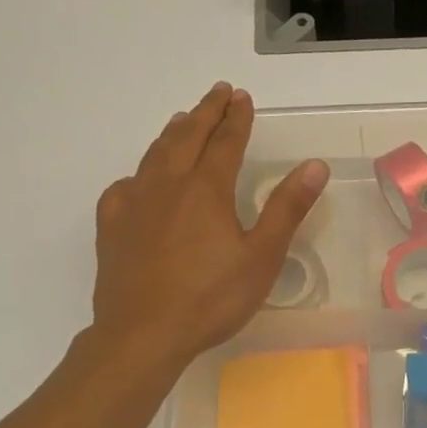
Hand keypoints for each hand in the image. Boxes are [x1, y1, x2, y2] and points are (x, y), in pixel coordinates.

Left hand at [90, 83, 328, 371]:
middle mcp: (168, 185)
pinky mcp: (111, 227)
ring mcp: (134, 203)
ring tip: (183, 120)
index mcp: (207, 189)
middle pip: (187, 136)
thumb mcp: (262, 256)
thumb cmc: (211, 298)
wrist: (142, 334)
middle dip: (205, 112)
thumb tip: (315, 166)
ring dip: (173, 133)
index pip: (225, 141)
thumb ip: (287, 208)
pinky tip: (141, 180)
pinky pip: (125, 187)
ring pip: (155, 155)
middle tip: (218, 93)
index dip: (236, 117)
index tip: (242, 97)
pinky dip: (139, 173)